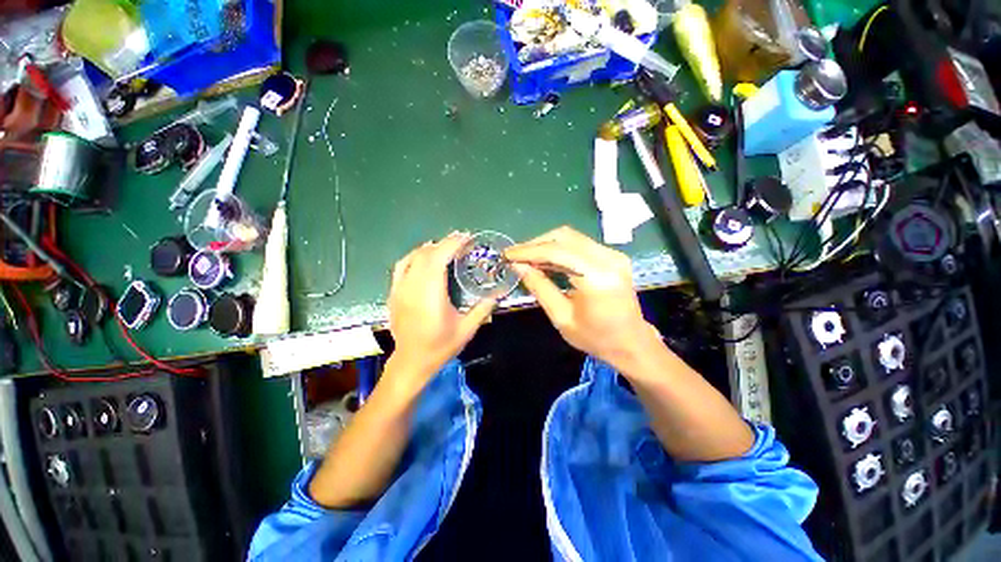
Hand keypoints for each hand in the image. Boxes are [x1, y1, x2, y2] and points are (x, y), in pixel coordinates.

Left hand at [387, 232, 495, 388]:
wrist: (412, 362)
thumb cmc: (441, 346)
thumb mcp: (467, 329)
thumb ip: (484, 308)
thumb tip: (499, 292)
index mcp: (431, 295)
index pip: (439, 258)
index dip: (452, 244)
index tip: (466, 237)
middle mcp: (413, 287)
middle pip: (427, 254)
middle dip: (444, 243)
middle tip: (461, 240)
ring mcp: (400, 289)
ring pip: (413, 257)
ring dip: (430, 248)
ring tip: (445, 246)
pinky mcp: (394, 293)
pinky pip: (401, 266)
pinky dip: (414, 256)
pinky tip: (424, 257)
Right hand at [504, 227, 658, 368]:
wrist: (631, 343)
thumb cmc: (596, 338)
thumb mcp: (562, 317)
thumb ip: (540, 287)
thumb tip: (518, 266)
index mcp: (597, 277)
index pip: (557, 251)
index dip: (529, 251)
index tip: (508, 254)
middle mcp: (608, 258)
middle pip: (565, 236)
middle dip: (536, 244)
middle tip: (516, 256)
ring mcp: (613, 255)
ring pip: (572, 237)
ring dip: (546, 245)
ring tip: (527, 258)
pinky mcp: (613, 256)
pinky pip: (580, 244)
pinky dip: (560, 249)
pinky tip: (546, 260)